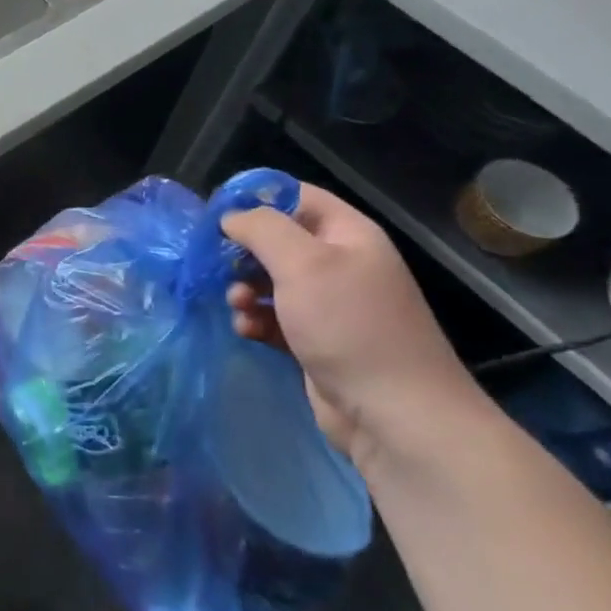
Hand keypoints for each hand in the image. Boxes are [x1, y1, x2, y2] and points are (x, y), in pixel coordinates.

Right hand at [222, 183, 481, 465]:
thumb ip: (262, 228)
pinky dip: (255, 320)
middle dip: (242, 251)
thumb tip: (231, 216)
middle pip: (276, 240)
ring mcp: (327, 304)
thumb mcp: (303, 264)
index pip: (295, 196)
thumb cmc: (348, 325)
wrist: (394, 414)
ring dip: (244, 289)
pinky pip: (273, 317)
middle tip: (218, 266)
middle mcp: (338, 263)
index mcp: (346, 234)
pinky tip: (247, 331)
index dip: (255, 198)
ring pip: (269, 281)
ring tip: (237, 305)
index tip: (216, 215)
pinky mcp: (314, 340)